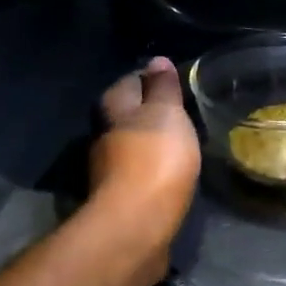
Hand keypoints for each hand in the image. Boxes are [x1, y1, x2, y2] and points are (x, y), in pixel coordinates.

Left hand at [90, 56, 200, 252]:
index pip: (130, 81)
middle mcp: (105, 135)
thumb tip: (157, 60)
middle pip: (127, 114)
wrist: (137, 224)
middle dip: (150, 111)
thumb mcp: (166, 113)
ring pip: (133, 145)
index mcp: (113, 108)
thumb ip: (163, 87)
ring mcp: (110, 169)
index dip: (152, 79)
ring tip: (181, 142)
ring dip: (152, 142)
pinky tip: (173, 173)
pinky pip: (140, 173)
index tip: (176, 83)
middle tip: (181, 112)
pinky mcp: (122, 198)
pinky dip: (154, 169)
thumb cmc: (154, 159)